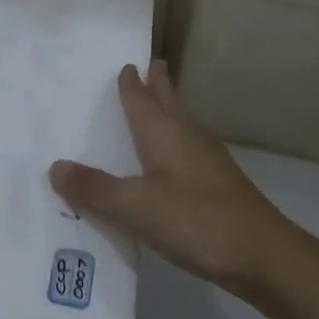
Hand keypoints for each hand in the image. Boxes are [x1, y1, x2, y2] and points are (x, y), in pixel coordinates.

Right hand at [50, 61, 296, 297]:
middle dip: (158, 84)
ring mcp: (208, 160)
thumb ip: (95, 188)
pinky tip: (172, 160)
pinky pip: (189, 148)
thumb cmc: (196, 221)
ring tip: (157, 105)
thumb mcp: (135, 207)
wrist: (263, 254)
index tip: (125, 63)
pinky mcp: (219, 183)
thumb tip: (54, 166)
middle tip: (150, 64)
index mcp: (164, 133)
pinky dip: (175, 141)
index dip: (130, 82)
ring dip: (169, 110)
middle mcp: (187, 136)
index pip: (141, 98)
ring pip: (182, 123)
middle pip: (169, 102)